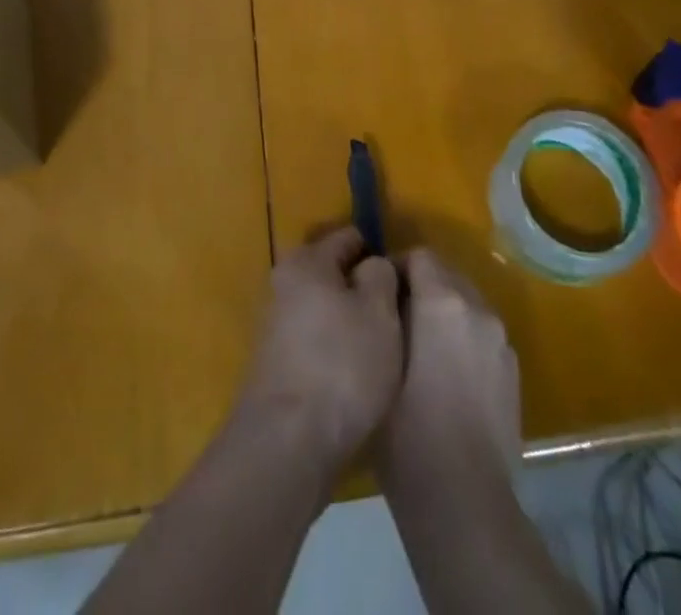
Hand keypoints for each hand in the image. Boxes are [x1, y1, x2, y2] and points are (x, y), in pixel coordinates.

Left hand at [234, 226, 401, 471]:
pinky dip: (335, 351)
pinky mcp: (275, 366)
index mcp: (306, 261)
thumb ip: (381, 275)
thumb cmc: (341, 365)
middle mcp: (283, 284)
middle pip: (333, 274)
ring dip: (350, 323)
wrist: (287, 444)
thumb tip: (373, 266)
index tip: (405, 278)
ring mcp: (275, 326)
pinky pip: (315, 342)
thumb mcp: (379, 312)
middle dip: (363, 289)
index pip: (348, 237)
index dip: (379, 251)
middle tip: (397, 317)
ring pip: (324, 310)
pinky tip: (356, 376)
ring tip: (382, 350)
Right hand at [379, 247, 520, 488]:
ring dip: (444, 313)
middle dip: (421, 287)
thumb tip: (387, 297)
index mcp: (444, 301)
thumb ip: (385, 316)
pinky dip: (464, 339)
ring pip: (467, 304)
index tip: (378, 293)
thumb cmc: (408, 432)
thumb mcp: (381, 363)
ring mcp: (501, 341)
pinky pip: (482, 335)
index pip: (420, 256)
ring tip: (420, 350)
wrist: (464, 501)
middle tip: (395, 320)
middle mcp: (479, 309)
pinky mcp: (513, 372)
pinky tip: (446, 377)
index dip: (396, 267)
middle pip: (447, 275)